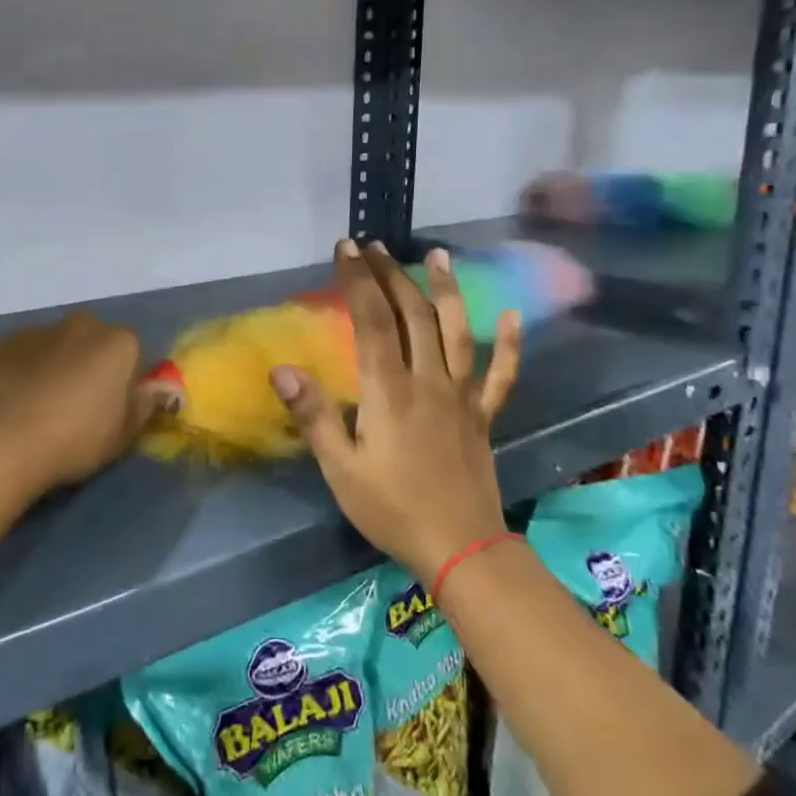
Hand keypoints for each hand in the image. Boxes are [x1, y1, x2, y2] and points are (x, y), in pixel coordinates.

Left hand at [0, 312, 158, 495]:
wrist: (2, 439)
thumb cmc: (75, 439)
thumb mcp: (124, 434)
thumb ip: (145, 405)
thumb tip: (159, 390)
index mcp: (118, 343)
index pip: (131, 353)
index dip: (123, 381)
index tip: (110, 410)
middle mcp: (81, 325)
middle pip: (92, 342)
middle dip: (87, 364)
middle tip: (75, 406)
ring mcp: (37, 330)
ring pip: (54, 346)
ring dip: (52, 366)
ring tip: (37, 408)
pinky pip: (19, 356)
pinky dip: (19, 372)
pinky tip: (9, 403)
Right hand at [271, 239, 519, 585]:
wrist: (462, 549)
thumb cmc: (392, 509)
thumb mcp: (341, 469)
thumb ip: (315, 416)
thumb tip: (283, 369)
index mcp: (389, 391)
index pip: (372, 321)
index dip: (358, 280)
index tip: (346, 248)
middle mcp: (428, 381)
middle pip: (413, 315)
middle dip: (392, 274)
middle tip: (375, 245)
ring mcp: (462, 396)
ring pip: (457, 332)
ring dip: (447, 290)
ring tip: (438, 256)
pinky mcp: (484, 415)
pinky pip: (501, 374)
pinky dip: (509, 344)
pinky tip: (513, 317)